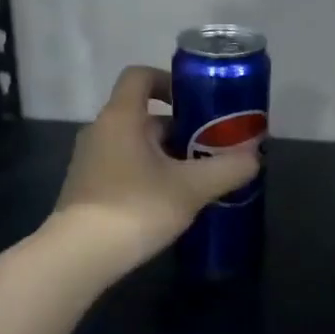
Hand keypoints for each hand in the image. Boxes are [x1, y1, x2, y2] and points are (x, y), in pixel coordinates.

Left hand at [50, 64, 261, 274]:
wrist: (79, 257)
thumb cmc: (136, 207)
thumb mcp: (191, 188)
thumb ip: (228, 168)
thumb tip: (255, 157)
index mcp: (121, 117)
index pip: (140, 76)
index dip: (169, 81)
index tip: (196, 101)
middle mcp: (100, 131)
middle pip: (144, 116)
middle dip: (180, 129)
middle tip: (211, 149)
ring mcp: (89, 161)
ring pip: (135, 145)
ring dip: (166, 155)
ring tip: (197, 179)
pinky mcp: (87, 189)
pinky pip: (124, 168)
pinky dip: (148, 175)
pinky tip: (170, 202)